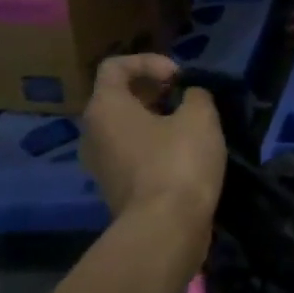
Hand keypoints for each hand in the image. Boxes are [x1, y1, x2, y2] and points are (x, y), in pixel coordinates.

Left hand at [80, 55, 225, 232]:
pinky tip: (187, 155)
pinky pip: (134, 154)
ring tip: (192, 126)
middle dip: (156, 92)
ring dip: (159, 121)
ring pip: (128, 128)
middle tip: (188, 100)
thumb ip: (196, 95)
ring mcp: (101, 164)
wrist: (165, 230)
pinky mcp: (117, 188)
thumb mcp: (200, 116)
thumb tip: (190, 97)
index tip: (179, 78)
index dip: (149, 62)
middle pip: (120, 97)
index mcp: (105, 108)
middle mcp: (93, 133)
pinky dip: (157, 147)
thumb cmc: (178, 162)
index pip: (115, 66)